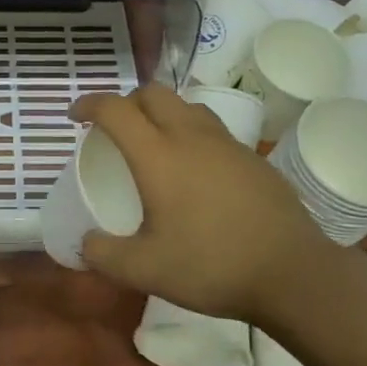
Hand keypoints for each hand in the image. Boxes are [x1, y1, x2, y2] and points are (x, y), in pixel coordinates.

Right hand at [69, 85, 353, 320]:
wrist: (292, 272)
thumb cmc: (211, 265)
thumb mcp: (145, 270)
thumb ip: (105, 255)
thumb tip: (85, 243)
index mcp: (158, 155)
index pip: (115, 109)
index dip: (89, 104)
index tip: (74, 115)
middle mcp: (190, 136)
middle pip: (152, 93)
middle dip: (126, 102)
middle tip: (115, 129)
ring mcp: (226, 143)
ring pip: (186, 105)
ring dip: (162, 112)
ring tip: (155, 142)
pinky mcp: (252, 156)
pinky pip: (212, 128)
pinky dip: (191, 132)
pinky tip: (195, 169)